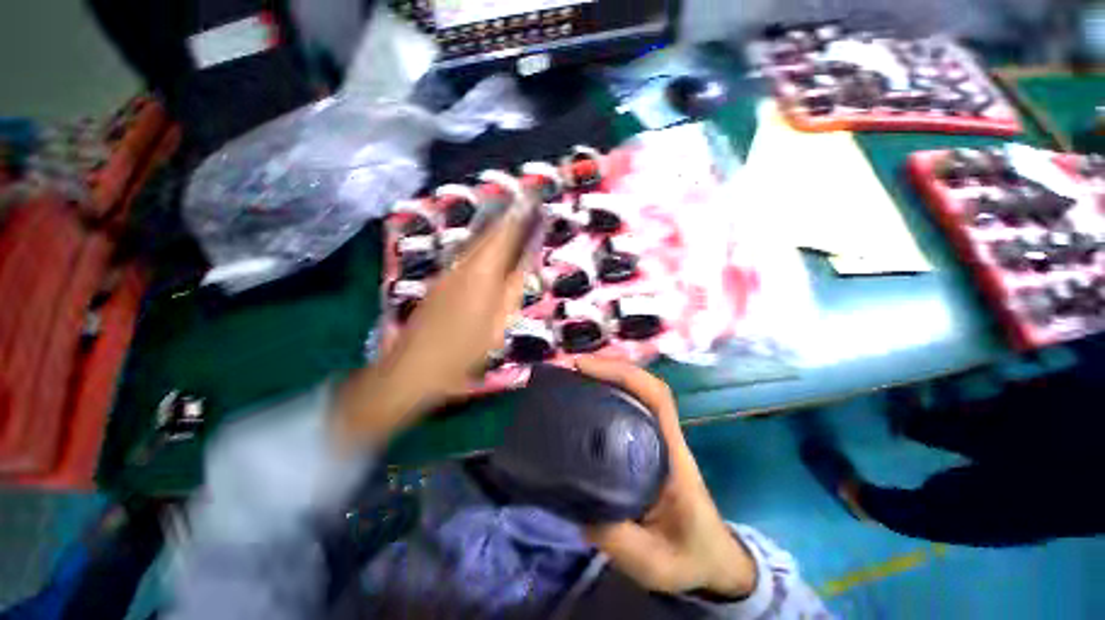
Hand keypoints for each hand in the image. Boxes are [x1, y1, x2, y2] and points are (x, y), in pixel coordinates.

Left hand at [335, 210, 526, 446]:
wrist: (415, 366)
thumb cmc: (464, 349)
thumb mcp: (499, 323)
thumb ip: (513, 288)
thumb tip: (525, 262)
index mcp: (482, 273)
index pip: (504, 235)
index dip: (519, 217)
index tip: (532, 200)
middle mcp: (463, 264)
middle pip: (488, 233)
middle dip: (507, 217)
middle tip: (524, 205)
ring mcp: (448, 271)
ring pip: (475, 242)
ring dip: (494, 229)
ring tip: (511, 220)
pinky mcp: (439, 281)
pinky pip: (466, 254)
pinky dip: (481, 245)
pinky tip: (488, 248)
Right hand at [574, 356, 757, 598]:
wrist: (711, 561)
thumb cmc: (689, 556)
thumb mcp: (653, 561)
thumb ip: (616, 537)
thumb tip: (576, 504)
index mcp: (673, 455)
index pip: (656, 397)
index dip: (624, 374)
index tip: (587, 368)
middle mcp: (663, 436)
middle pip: (641, 386)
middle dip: (608, 369)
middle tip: (571, 368)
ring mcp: (655, 438)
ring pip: (634, 394)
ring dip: (605, 378)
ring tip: (572, 377)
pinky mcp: (644, 445)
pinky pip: (624, 410)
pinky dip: (604, 395)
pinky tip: (582, 401)